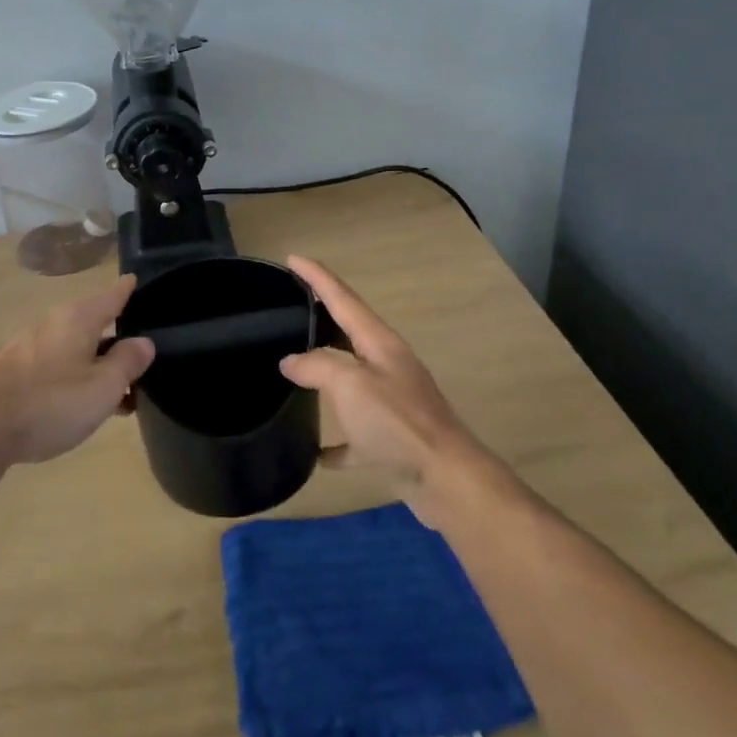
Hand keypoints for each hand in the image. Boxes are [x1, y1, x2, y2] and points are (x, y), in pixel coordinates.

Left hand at [0, 275, 156, 465]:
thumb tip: (144, 342)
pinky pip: (47, 367)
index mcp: (77, 319)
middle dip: (112, 340)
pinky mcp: (3, 371)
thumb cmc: (50, 403)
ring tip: (107, 394)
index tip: (138, 281)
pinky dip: (65, 378)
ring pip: (68, 348)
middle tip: (136, 363)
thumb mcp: (103, 387)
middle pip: (89, 323)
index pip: (111, 295)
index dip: (128, 289)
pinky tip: (68, 405)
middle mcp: (49, 323)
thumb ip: (127, 362)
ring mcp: (22, 346)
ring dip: (89, 365)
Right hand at [279, 256, 492, 522]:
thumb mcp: (349, 385)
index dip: (317, 277)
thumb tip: (291, 361)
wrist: (445, 478)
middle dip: (322, 317)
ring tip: (295, 368)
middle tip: (291, 306)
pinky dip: (338, 440)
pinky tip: (317, 452)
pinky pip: (356, 433)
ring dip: (327, 373)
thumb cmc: (396, 423)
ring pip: (352, 380)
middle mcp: (387, 366)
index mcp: (379, 344)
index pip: (343, 299)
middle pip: (350, 333)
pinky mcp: (391, 438)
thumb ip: (317, 366)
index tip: (292, 258)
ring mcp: (392, 402)